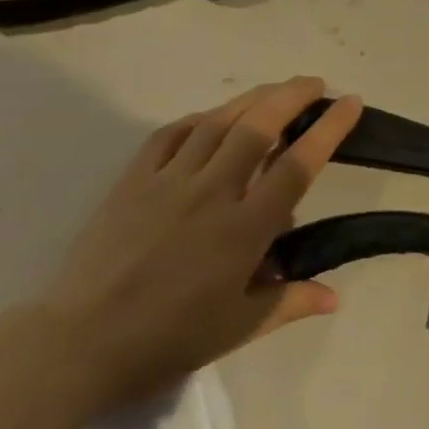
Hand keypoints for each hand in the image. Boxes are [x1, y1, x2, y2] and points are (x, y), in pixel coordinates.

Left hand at [37, 77, 362, 406]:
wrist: (76, 345)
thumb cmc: (167, 339)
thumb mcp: (238, 328)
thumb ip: (290, 302)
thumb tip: (335, 297)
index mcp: (245, 228)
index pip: (297, 165)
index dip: (329, 128)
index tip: (351, 102)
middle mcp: (213, 193)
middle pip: (258, 126)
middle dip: (292, 95)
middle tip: (315, 83)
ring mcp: (169, 182)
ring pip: (217, 122)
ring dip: (252, 98)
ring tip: (275, 90)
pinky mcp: (133, 181)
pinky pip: (171, 135)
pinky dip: (199, 119)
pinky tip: (212, 118)